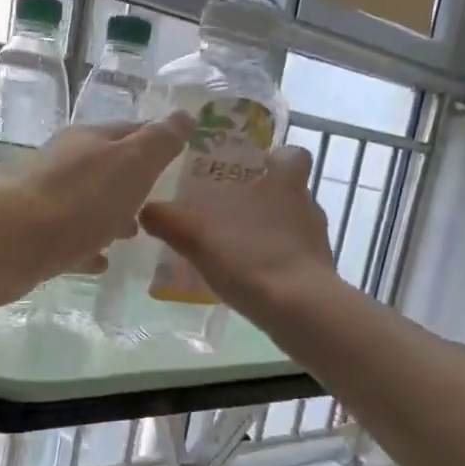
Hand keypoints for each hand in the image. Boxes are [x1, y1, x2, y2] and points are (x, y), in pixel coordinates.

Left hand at [0, 115, 192, 313]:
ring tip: (135, 234)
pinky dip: (89, 246)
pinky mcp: (35, 237)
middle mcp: (66, 164)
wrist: (12, 242)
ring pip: (88, 205)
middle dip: (134, 183)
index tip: (181, 155)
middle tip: (160, 201)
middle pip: (108, 169)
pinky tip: (102, 261)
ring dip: (111, 215)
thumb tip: (185, 115)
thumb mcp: (132, 164)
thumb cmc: (80, 199)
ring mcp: (48, 201)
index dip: (157, 140)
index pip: (131, 130)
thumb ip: (160, 142)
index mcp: (90, 141)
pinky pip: (71, 240)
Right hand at [139, 143, 339, 328]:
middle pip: (289, 192)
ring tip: (236, 248)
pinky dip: (275, 262)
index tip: (254, 169)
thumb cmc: (253, 259)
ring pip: (292, 225)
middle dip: (263, 199)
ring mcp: (317, 240)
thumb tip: (145, 210)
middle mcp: (307, 205)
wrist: (300, 309)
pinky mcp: (318, 272)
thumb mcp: (199, 238)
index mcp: (285, 183)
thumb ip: (170, 221)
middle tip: (229, 211)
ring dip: (269, 233)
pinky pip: (294, 257)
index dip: (276, 158)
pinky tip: (250, 277)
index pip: (292, 155)